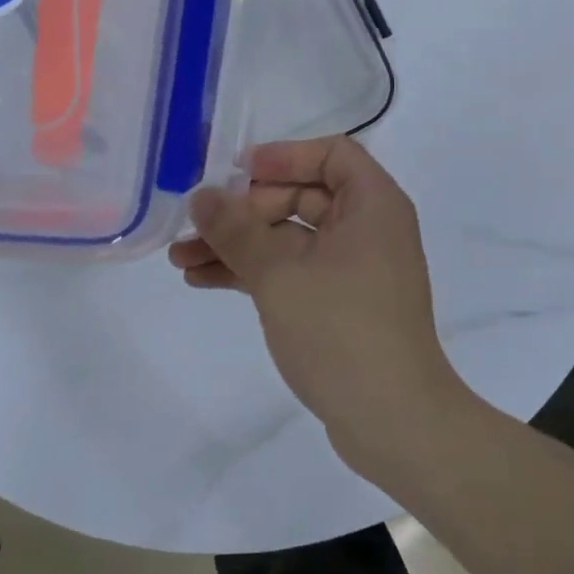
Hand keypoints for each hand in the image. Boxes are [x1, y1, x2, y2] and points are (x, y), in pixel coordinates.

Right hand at [168, 137, 473, 472]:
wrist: (393, 420)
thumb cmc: (341, 330)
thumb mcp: (279, 274)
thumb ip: (237, 230)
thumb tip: (202, 195)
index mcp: (373, 204)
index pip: (333, 153)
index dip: (284, 156)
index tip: (237, 172)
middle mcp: (370, 228)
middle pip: (304, 196)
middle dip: (245, 210)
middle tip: (194, 225)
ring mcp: (356, 268)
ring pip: (292, 238)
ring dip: (240, 244)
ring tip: (181, 258)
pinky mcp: (342, 304)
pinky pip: (295, 271)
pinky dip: (256, 273)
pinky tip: (205, 281)